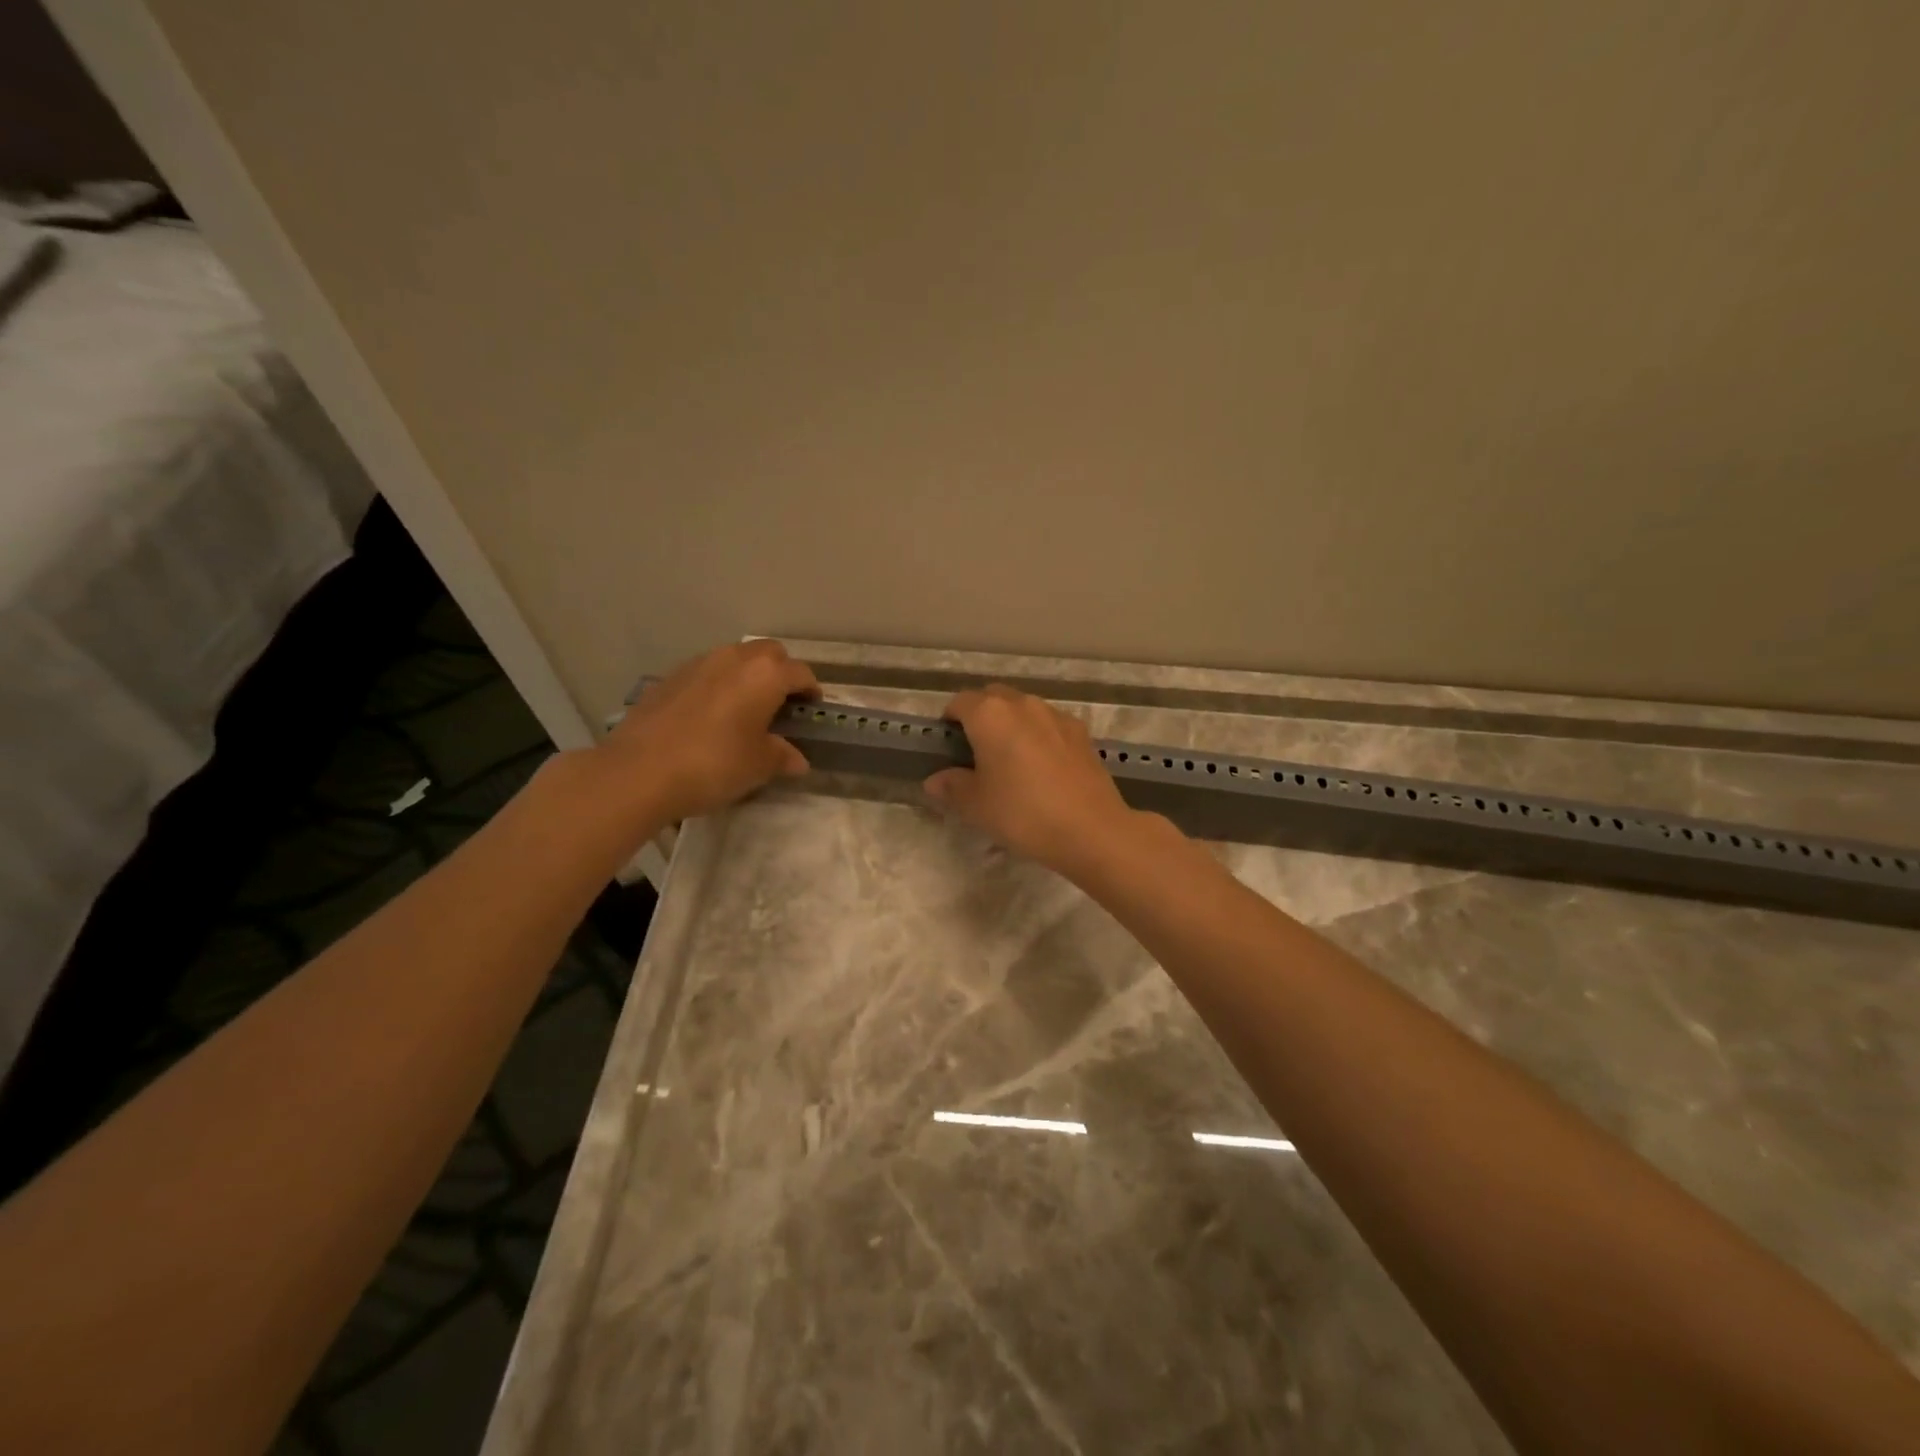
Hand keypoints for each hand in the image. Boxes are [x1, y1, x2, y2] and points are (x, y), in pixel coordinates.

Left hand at [597, 640, 818, 823]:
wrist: (639, 771)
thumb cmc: (714, 764)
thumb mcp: (758, 766)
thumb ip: (782, 756)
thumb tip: (797, 759)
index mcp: (765, 675)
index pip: (800, 673)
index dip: (811, 690)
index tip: (811, 709)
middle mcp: (734, 659)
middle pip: (769, 653)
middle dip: (781, 672)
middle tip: (780, 703)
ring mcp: (698, 664)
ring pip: (735, 658)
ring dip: (747, 676)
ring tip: (745, 708)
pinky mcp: (669, 678)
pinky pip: (706, 673)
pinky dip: (717, 686)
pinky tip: (710, 716)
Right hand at [925, 685, 1136, 877]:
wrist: (1090, 829)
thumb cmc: (1022, 813)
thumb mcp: (976, 806)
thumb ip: (952, 787)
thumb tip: (935, 781)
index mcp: (989, 715)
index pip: (959, 702)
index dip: (949, 720)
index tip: (948, 745)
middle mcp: (1023, 704)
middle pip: (993, 697)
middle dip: (980, 715)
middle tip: (975, 751)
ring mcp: (1056, 715)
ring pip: (1024, 708)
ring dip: (1011, 723)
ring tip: (1010, 759)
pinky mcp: (1081, 732)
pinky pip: (1049, 724)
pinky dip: (1039, 735)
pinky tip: (1042, 767)